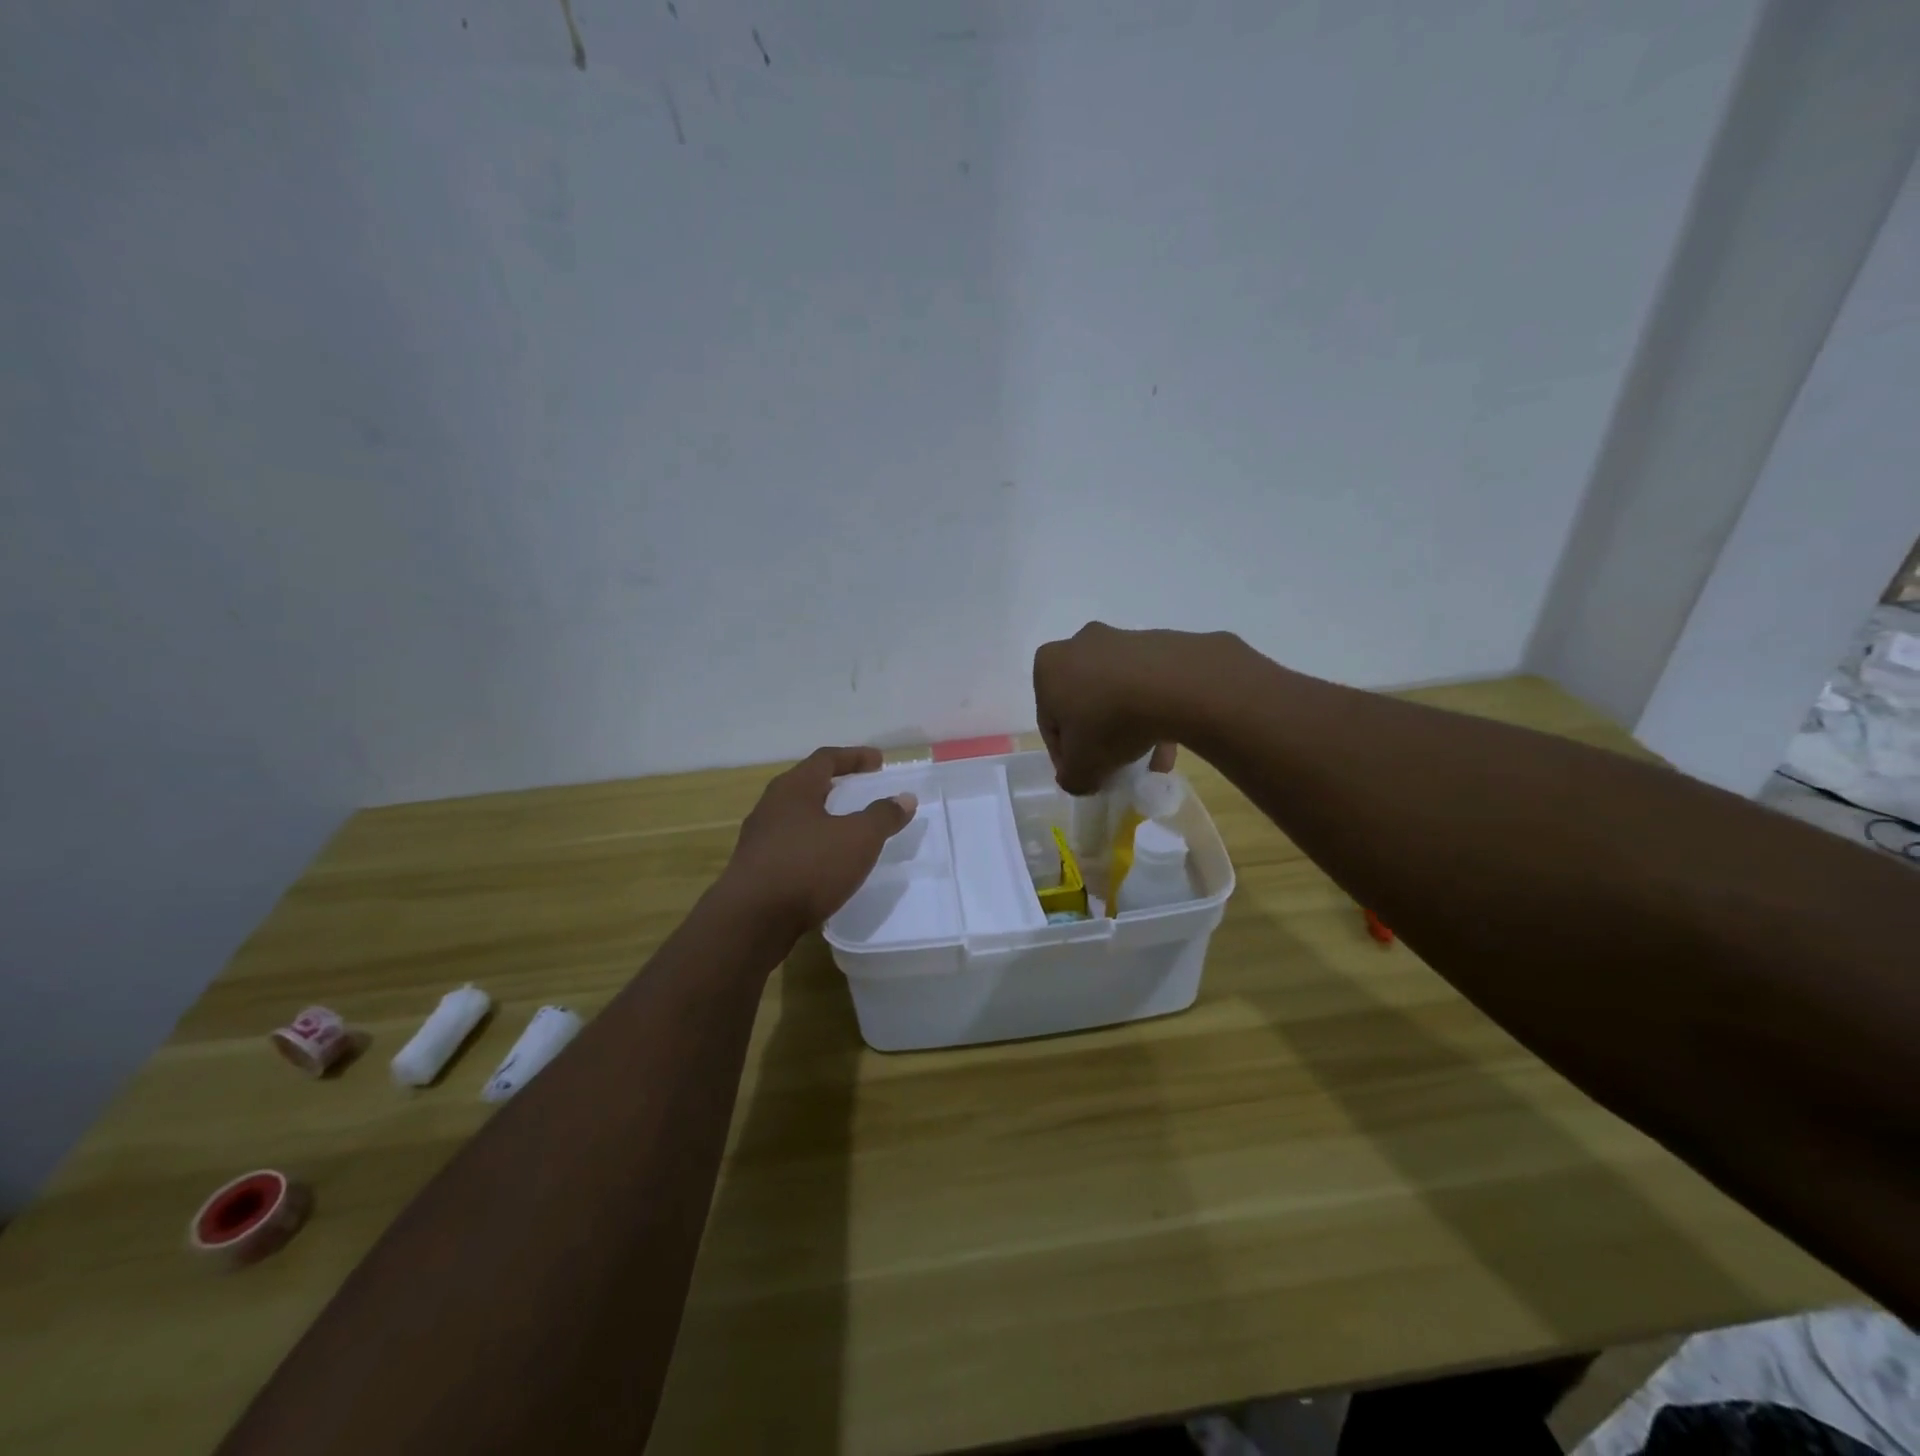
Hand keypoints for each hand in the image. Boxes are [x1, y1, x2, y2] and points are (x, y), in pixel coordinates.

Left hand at [719, 747, 917, 936]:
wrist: (751, 920)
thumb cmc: (808, 867)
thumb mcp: (858, 839)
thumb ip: (883, 816)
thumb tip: (905, 798)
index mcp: (794, 788)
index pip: (826, 759)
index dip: (855, 757)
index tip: (879, 762)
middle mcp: (771, 805)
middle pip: (806, 784)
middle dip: (835, 785)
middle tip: (860, 789)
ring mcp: (758, 837)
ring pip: (795, 816)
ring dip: (821, 816)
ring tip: (845, 827)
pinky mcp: (754, 867)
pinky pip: (789, 844)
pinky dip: (811, 843)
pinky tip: (824, 862)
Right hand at [1034, 623, 1214, 793]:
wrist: (1172, 685)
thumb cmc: (1108, 721)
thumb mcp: (1081, 767)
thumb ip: (1072, 778)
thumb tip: (1079, 778)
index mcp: (1048, 668)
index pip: (1050, 722)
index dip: (1066, 755)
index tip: (1085, 774)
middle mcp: (1079, 645)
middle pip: (1084, 704)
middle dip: (1099, 737)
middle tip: (1115, 765)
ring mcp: (1120, 640)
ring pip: (1118, 695)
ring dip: (1129, 728)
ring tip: (1150, 761)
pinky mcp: (1156, 643)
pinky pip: (1147, 685)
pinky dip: (1153, 711)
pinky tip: (1169, 743)